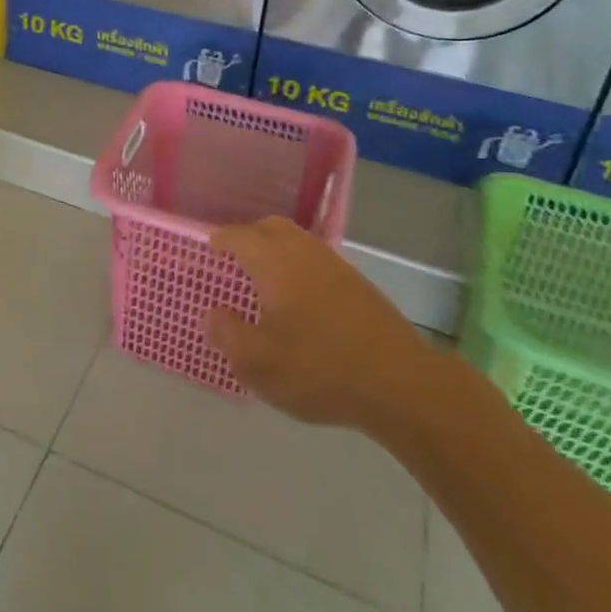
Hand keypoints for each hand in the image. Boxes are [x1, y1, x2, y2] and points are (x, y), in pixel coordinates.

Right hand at [204, 217, 442, 433]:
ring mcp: (335, 266)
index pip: (238, 236)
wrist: (401, 384)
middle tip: (234, 260)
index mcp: (273, 261)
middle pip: (271, 228)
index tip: (209, 250)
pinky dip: (299, 267)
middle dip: (249, 237)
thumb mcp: (257, 362)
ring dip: (276, 251)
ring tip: (264, 280)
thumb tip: (212, 313)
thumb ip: (226, 333)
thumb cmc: (319, 368)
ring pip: (297, 242)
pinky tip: (300, 300)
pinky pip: (317, 261)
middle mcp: (303, 252)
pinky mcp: (358, 285)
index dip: (220, 241)